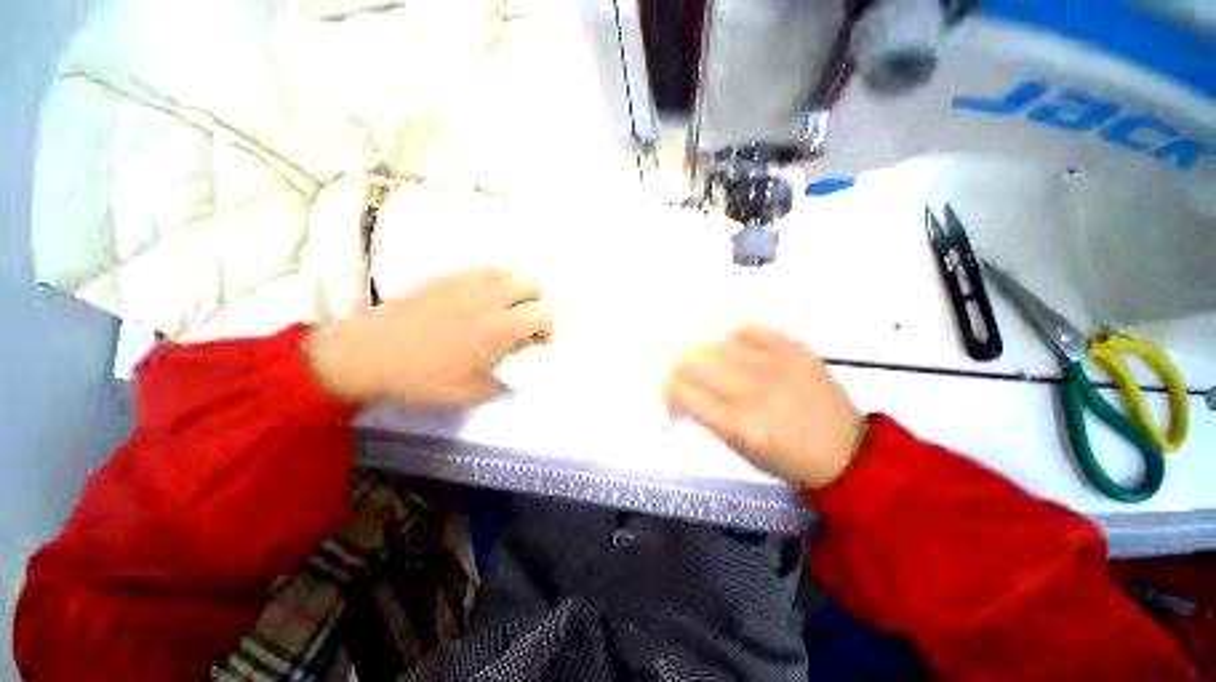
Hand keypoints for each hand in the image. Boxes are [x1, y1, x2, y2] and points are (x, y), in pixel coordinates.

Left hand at [305, 268, 552, 407]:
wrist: (365, 356)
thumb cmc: (421, 378)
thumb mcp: (471, 393)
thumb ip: (504, 383)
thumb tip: (518, 377)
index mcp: (500, 326)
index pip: (544, 313)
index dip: (548, 329)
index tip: (537, 344)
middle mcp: (490, 297)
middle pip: (532, 285)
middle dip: (536, 305)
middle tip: (523, 325)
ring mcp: (466, 282)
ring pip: (509, 272)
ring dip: (516, 290)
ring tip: (504, 309)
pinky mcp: (446, 277)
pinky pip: (482, 270)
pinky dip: (493, 282)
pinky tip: (479, 299)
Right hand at [664, 324, 867, 487]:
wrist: (846, 450)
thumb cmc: (788, 459)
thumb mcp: (741, 450)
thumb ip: (708, 417)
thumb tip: (682, 392)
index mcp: (741, 425)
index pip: (685, 394)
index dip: (666, 390)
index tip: (665, 392)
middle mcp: (755, 391)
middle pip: (695, 365)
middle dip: (673, 367)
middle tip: (670, 370)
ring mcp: (776, 365)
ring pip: (716, 344)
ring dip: (694, 349)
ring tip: (689, 353)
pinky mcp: (794, 349)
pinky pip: (749, 329)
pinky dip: (729, 334)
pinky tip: (724, 342)